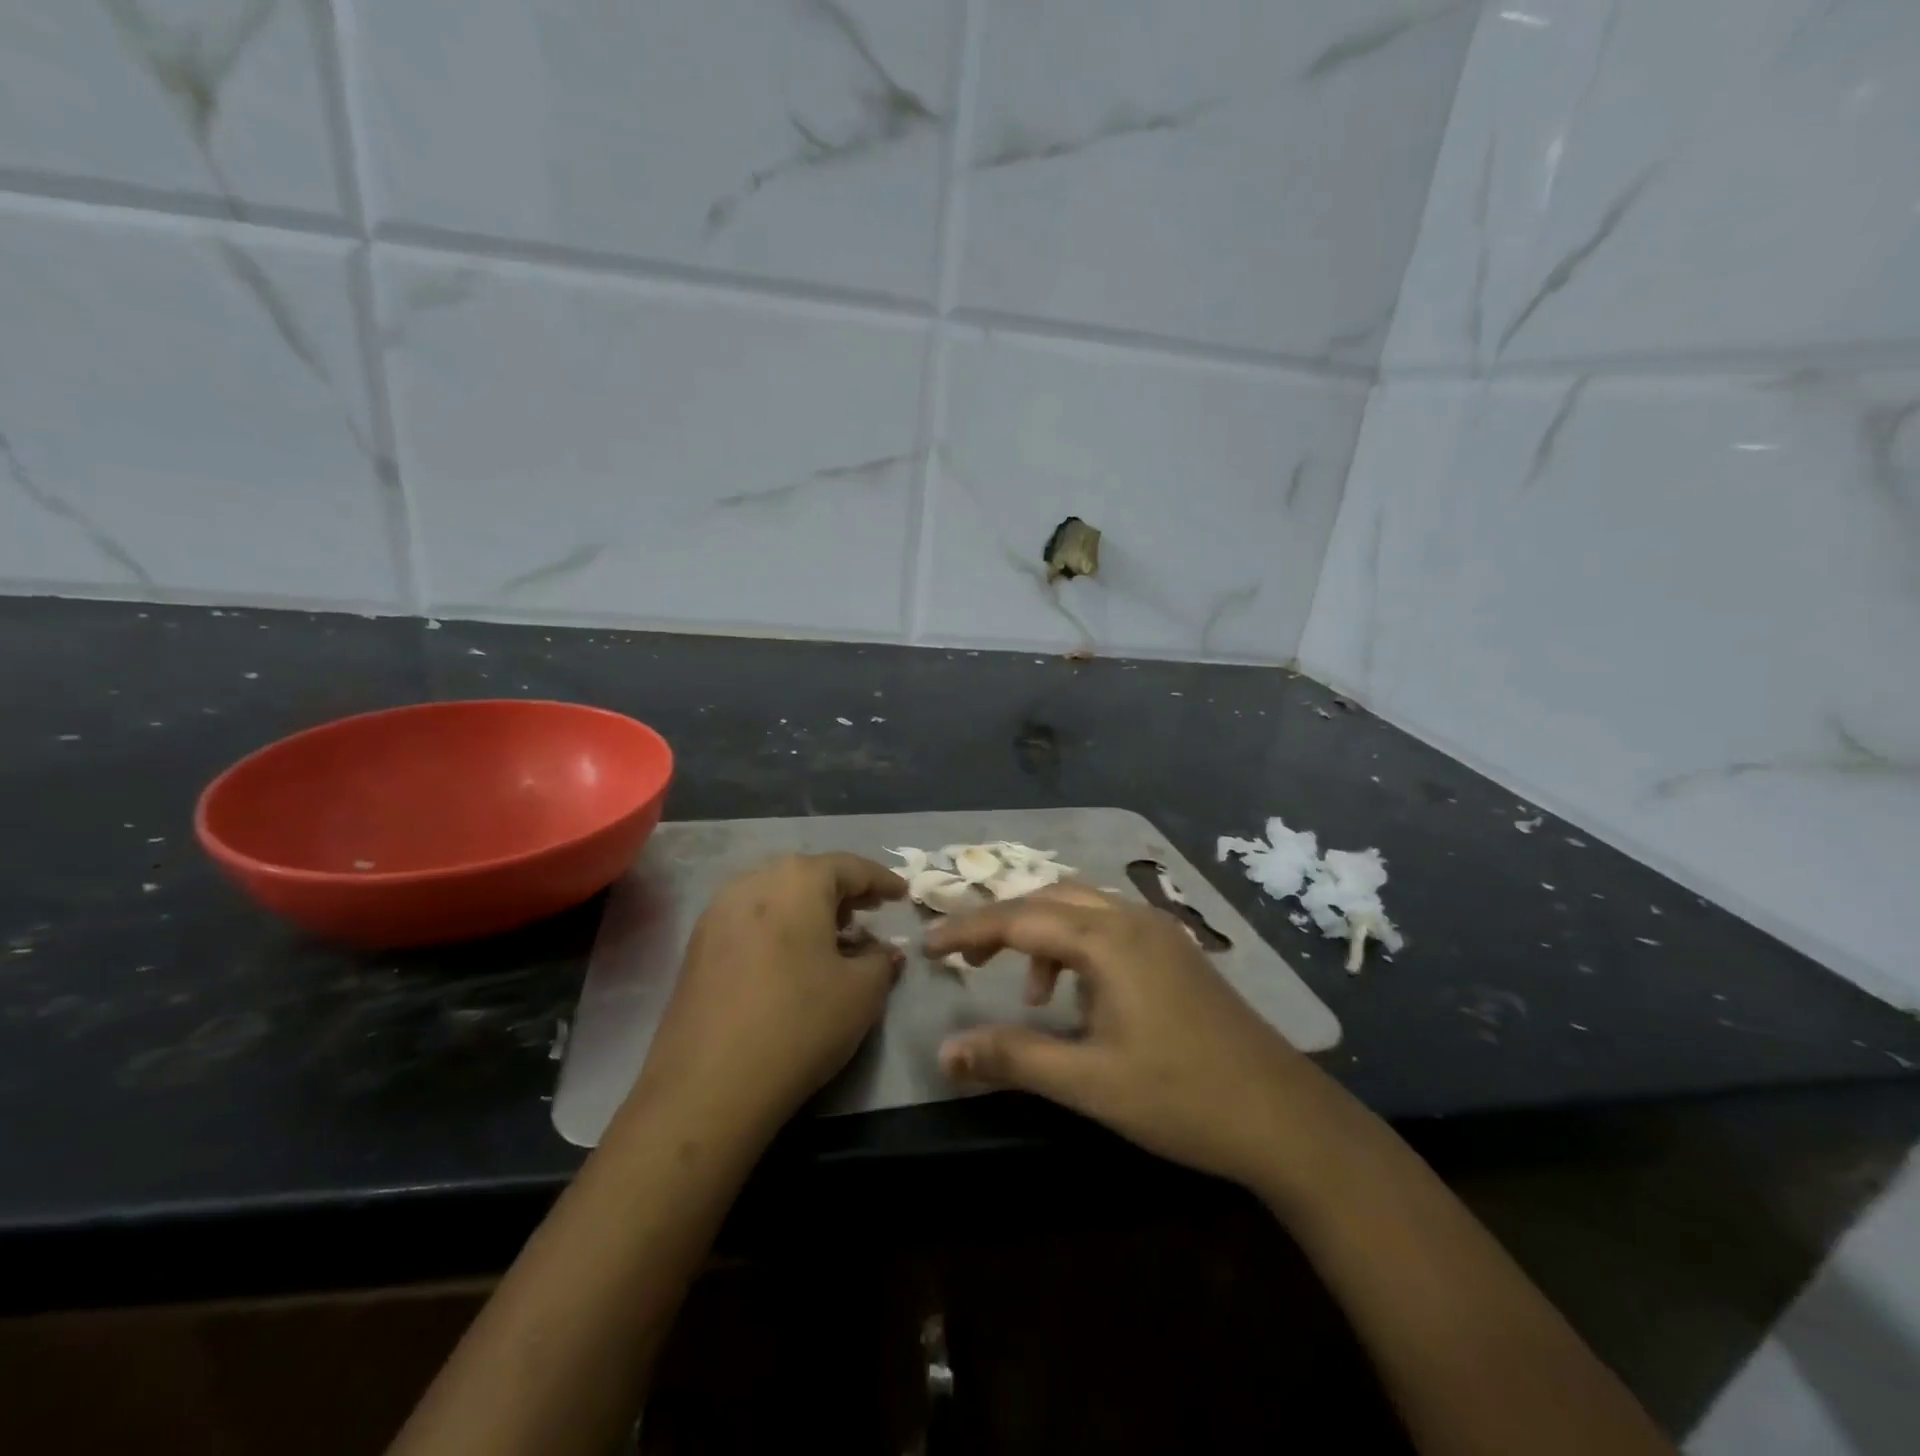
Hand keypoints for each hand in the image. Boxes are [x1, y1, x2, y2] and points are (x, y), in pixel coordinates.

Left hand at [626, 853, 906, 1139]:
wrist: (708, 1086)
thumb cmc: (799, 1023)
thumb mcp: (862, 993)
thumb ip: (881, 961)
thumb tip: (885, 951)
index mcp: (798, 880)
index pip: (850, 866)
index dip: (881, 880)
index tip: (902, 895)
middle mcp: (754, 881)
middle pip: (808, 875)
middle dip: (842, 892)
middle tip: (868, 912)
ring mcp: (717, 912)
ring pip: (775, 895)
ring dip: (807, 909)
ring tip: (832, 936)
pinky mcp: (697, 946)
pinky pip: (750, 920)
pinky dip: (778, 927)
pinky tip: (791, 959)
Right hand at [927, 886, 1321, 1190]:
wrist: (1285, 1118)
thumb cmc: (1182, 1098)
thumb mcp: (1088, 1083)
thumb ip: (1013, 1058)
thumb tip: (945, 1050)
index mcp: (1108, 940)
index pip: (1020, 920)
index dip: (968, 932)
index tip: (928, 946)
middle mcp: (1132, 919)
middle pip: (1049, 900)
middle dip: (1002, 924)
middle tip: (965, 960)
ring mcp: (1160, 932)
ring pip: (1082, 909)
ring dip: (1043, 936)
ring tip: (1030, 994)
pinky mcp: (1176, 952)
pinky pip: (1109, 928)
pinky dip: (1077, 948)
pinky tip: (1082, 999)